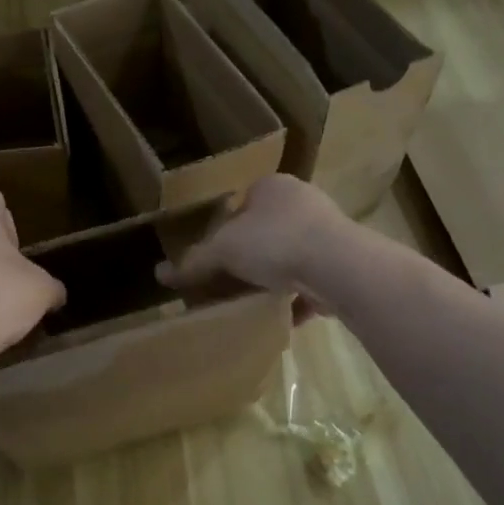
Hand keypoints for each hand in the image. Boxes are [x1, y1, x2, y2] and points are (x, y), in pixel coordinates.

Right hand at [156, 174, 351, 323]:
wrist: (339, 267)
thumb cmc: (275, 242)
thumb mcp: (224, 250)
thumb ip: (194, 262)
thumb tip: (159, 274)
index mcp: (273, 186)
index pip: (240, 203)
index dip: (222, 230)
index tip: (211, 257)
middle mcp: (303, 202)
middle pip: (266, 231)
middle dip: (249, 257)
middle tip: (228, 281)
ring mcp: (327, 233)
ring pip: (291, 256)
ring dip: (274, 279)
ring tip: (252, 300)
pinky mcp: (343, 263)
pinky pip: (312, 283)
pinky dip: (297, 300)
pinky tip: (282, 318)